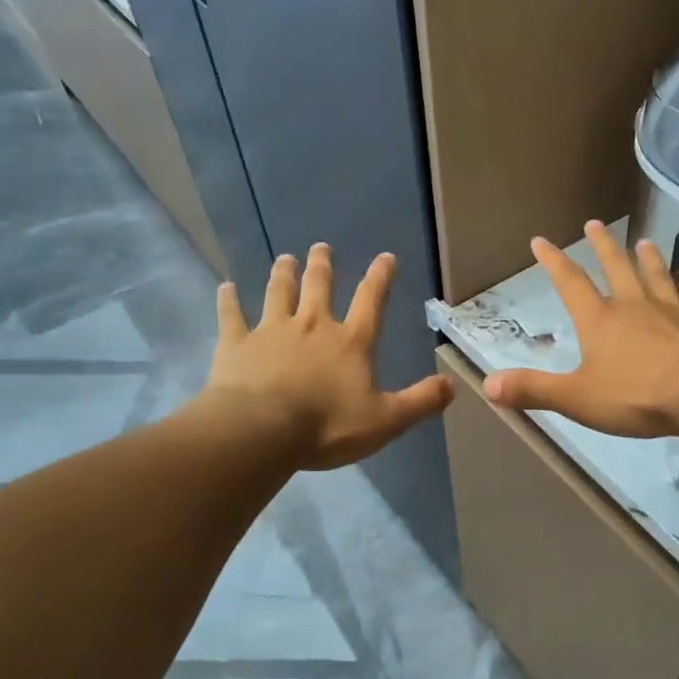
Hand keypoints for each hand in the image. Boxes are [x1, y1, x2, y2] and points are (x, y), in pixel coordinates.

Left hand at [206, 245, 453, 470]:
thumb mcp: (386, 420)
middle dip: (322, 265)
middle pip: (319, 287)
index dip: (381, 277)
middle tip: (321, 247)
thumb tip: (452, 385)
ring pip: (278, 293)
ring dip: (282, 274)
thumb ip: (421, 402)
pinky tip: (226, 287)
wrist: (261, 431)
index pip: (371, 301)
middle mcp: (312, 326)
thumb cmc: (327, 426)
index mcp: (350, 342)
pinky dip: (229, 300)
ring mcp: (271, 331)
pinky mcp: (237, 344)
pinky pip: (232, 316)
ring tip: (284, 258)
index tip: (386, 256)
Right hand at [482, 221, 678, 438]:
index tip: (541, 241)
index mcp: (600, 321)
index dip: (553, 262)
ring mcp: (671, 310)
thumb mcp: (577, 398)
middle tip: (595, 223)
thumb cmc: (637, 396)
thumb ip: (533, 390)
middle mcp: (633, 305)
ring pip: (655, 275)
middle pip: (616, 267)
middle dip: (602, 245)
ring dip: (647, 257)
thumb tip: (487, 385)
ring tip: (643, 240)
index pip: (570, 283)